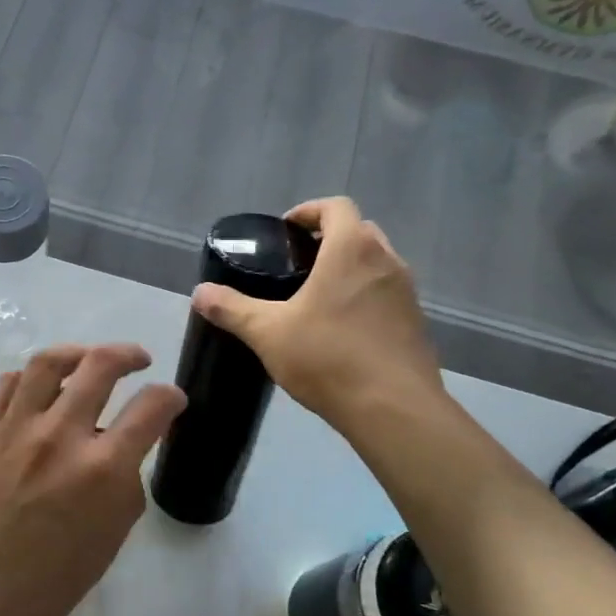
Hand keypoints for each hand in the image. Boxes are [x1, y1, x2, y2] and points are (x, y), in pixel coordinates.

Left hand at [0, 345, 186, 615]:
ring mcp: (15, 427)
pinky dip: (30, 378)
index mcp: (102, 469)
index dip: (170, 397)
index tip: (172, 399)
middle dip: (127, 354)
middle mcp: (60, 434)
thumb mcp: (108, 541)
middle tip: (137, 360)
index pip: (151, 408)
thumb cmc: (46, 585)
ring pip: (48, 362)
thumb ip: (123, 488)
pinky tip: (37, 388)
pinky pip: (8, 384)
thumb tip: (120, 456)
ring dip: (76, 353)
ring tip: (86, 359)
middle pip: (100, 365)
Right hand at [192, 197, 444, 431]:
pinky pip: (386, 294)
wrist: (392, 409)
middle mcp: (386, 261)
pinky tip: (341, 329)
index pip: (336, 206)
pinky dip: (365, 297)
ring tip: (316, 297)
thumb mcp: (267, 332)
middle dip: (328, 238)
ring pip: (376, 263)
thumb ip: (232, 309)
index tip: (285, 232)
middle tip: (296, 264)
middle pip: (359, 230)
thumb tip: (200, 293)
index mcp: (352, 250)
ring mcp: (407, 292)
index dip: (308, 211)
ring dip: (349, 268)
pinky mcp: (416, 322)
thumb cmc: (327, 358)